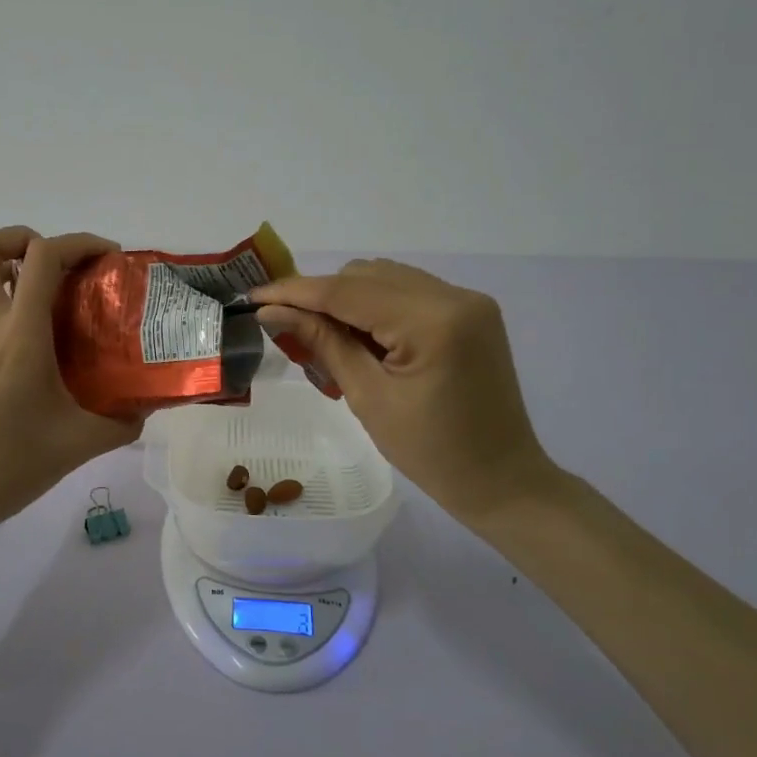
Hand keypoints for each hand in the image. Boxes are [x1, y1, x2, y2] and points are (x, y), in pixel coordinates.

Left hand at [0, 228, 142, 551]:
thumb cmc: (8, 466)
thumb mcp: (79, 445)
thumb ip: (121, 424)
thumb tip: (144, 409)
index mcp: (20, 335)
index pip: (42, 257)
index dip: (79, 242)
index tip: (108, 260)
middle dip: (22, 238)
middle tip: (59, 266)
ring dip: (2, 266)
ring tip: (39, 293)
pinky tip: (22, 336)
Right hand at [252, 260, 560, 526]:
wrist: (502, 481)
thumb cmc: (432, 453)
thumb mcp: (368, 398)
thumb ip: (322, 344)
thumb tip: (272, 312)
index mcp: (433, 321)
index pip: (348, 292)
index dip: (295, 292)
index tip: (253, 298)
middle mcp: (454, 296)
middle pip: (365, 275)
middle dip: (321, 297)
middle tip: (288, 331)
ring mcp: (466, 301)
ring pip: (384, 279)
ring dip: (346, 301)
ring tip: (324, 341)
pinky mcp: (468, 312)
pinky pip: (406, 293)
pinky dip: (374, 308)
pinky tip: (360, 339)